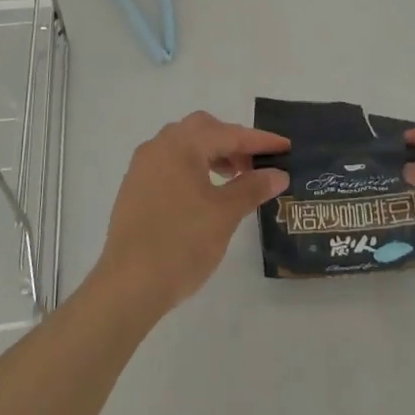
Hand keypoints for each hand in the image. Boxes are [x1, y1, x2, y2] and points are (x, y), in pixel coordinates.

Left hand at [90, 111, 289, 318]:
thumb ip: (252, 187)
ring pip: (184, 145)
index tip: (285, 147)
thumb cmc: (182, 243)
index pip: (229, 133)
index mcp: (181, 144)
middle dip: (232, 142)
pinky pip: (169, 164)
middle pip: (203, 129)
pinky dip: (192, 168)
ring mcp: (142, 166)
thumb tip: (278, 173)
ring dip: (211, 154)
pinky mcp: (134, 188)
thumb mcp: (224, 214)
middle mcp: (159, 146)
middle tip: (254, 165)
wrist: (129, 285)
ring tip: (232, 180)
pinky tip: (203, 194)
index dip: (260, 141)